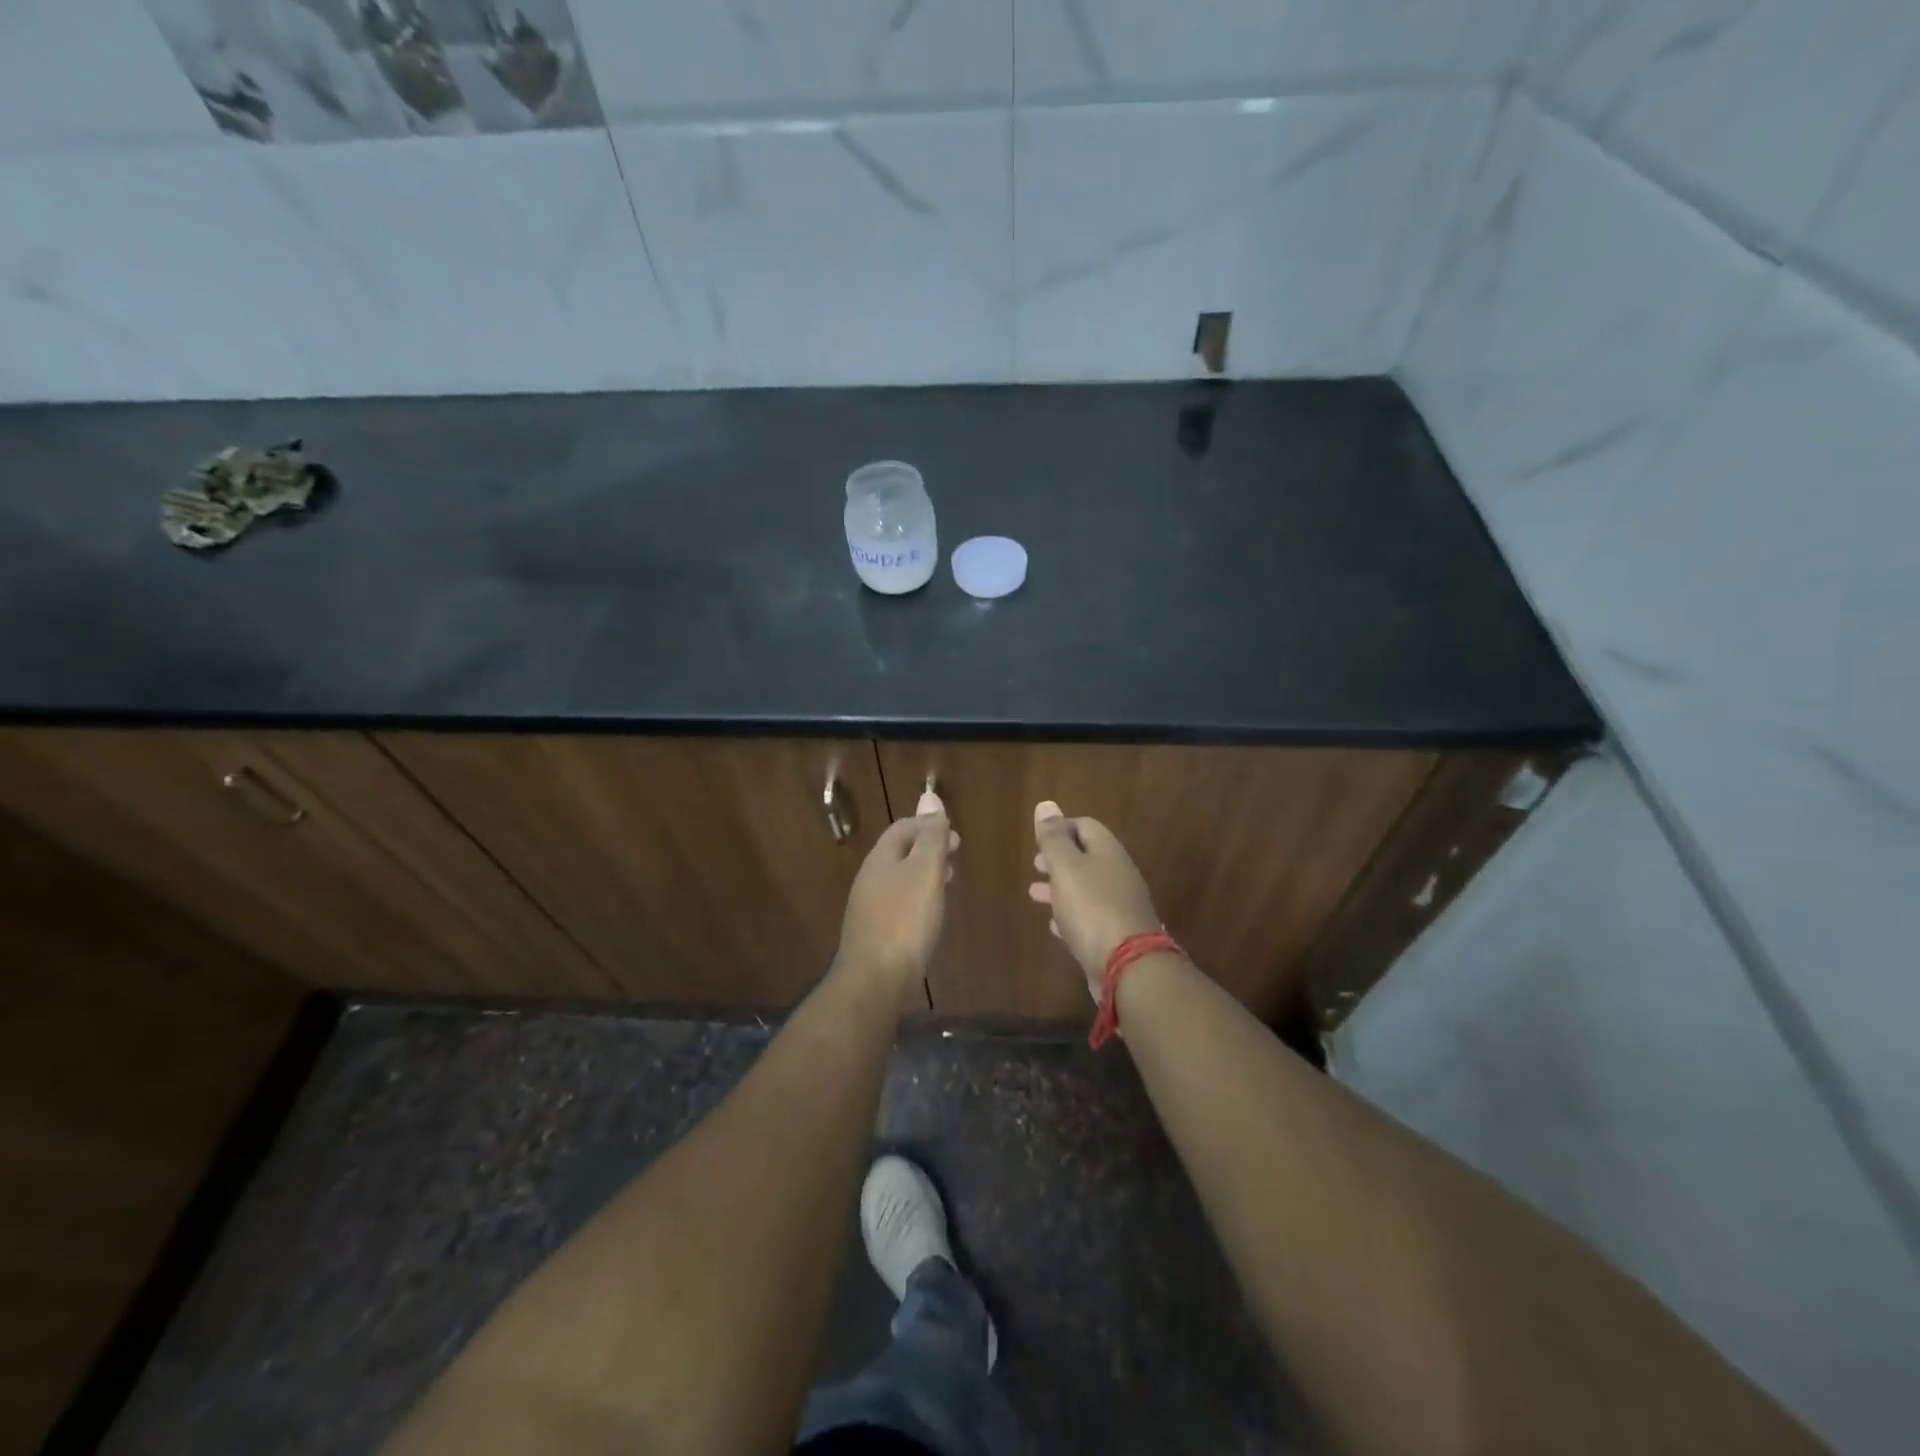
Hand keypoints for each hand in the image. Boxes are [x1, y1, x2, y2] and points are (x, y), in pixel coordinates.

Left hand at [835, 790, 956, 989]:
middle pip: (900, 852)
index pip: (902, 828)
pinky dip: (918, 897)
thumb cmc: (905, 920)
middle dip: (928, 848)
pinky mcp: (875, 933)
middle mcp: (870, 879)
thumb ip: (931, 836)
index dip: (928, 824)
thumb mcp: (925, 871)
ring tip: (949, 880)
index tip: (955, 835)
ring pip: (900, 878)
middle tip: (956, 854)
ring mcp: (869, 908)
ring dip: (924, 873)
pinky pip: (899, 903)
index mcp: (880, 859)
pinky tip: (931, 913)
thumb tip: (930, 795)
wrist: (875, 981)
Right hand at [1028, 800, 1162, 1003]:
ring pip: (1085, 889)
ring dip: (1060, 888)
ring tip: (1034, 894)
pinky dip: (1070, 915)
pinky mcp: (1116, 935)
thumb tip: (1047, 805)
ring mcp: (1120, 906)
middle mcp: (1118, 875)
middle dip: (1059, 859)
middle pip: (1086, 858)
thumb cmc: (1091, 908)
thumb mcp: (1066, 867)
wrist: (1128, 967)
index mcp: (1108, 852)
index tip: (1038, 839)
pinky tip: (1054, 925)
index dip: (1061, 827)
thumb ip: (1054, 838)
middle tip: (1035, 865)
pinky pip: (1089, 918)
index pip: (1085, 826)